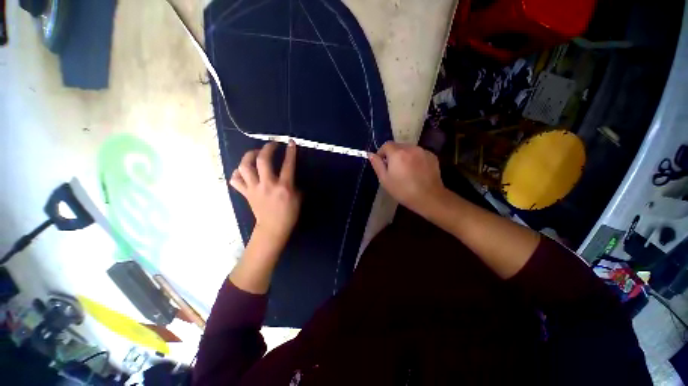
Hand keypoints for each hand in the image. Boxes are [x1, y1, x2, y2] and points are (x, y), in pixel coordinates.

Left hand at [229, 141, 300, 245]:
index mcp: (284, 187)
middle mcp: (267, 184)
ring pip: (245, 167)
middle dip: (267, 148)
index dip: (290, 152)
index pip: (288, 165)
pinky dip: (237, 173)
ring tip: (254, 154)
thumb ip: (295, 185)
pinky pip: (236, 180)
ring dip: (249, 156)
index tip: (290, 142)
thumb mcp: (298, 199)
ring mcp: (254, 188)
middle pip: (263, 160)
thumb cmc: (289, 214)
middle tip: (271, 145)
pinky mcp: (246, 193)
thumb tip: (291, 176)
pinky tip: (243, 171)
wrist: (273, 228)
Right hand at [368, 141, 445, 214]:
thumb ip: (377, 165)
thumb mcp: (385, 180)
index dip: (382, 153)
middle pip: (398, 146)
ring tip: (406, 170)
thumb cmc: (403, 191)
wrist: (429, 197)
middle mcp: (411, 148)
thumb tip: (370, 154)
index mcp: (397, 153)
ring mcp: (423, 151)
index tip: (382, 164)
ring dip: (404, 156)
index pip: (386, 145)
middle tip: (394, 169)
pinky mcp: (432, 156)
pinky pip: (419, 153)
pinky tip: (416, 171)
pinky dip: (415, 158)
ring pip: (409, 149)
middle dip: (393, 154)